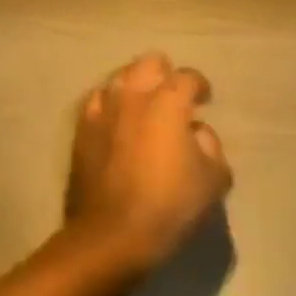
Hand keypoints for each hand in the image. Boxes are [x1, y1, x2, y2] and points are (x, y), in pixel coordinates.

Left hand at [65, 52, 232, 271]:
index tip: (205, 100)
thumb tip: (196, 132)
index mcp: (167, 102)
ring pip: (120, 77)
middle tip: (173, 97)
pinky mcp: (82, 127)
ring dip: (136, 85)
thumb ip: (211, 146)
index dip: (200, 86)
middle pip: (149, 62)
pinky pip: (97, 101)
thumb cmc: (169, 206)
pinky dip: (111, 104)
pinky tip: (117, 121)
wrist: (112, 233)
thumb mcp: (213, 180)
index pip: (187, 77)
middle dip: (165, 74)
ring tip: (144, 107)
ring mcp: (102, 108)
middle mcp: (132, 95)